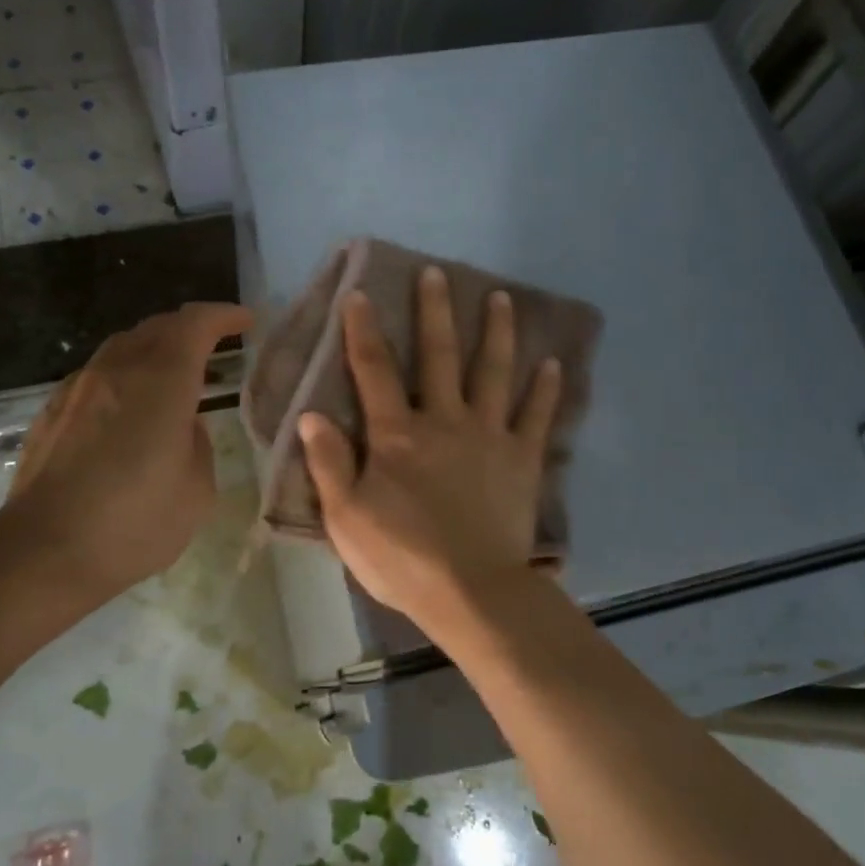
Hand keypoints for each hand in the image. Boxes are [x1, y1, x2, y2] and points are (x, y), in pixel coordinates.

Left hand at [0, 302, 252, 603]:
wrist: (43, 552)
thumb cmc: (133, 524)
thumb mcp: (196, 491)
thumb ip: (198, 444)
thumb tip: (183, 424)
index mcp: (161, 383)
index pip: (195, 324)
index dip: (224, 315)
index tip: (245, 321)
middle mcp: (118, 371)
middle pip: (157, 327)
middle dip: (190, 327)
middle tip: (215, 344)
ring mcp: (79, 388)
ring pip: (123, 346)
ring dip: (155, 348)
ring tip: (174, 372)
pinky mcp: (53, 411)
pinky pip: (98, 373)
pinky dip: (125, 373)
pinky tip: (129, 405)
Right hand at [299, 266, 561, 634]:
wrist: (472, 592)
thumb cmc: (403, 558)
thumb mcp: (346, 519)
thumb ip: (329, 464)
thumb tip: (310, 416)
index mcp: (397, 435)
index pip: (375, 370)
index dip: (363, 330)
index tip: (359, 294)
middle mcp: (444, 421)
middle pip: (439, 357)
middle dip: (435, 312)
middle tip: (438, 273)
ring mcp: (488, 437)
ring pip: (493, 373)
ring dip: (496, 333)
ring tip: (500, 298)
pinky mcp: (521, 459)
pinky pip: (536, 417)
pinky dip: (546, 389)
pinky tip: (553, 363)